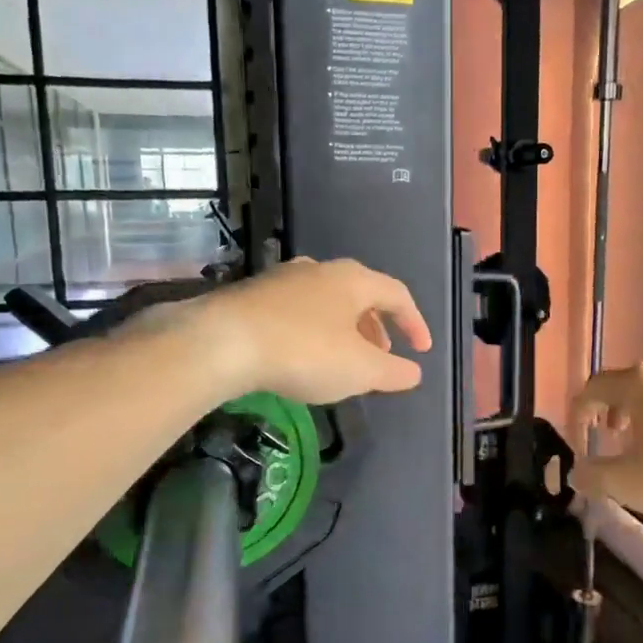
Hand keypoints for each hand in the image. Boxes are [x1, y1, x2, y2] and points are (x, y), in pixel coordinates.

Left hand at [156, 258, 430, 404]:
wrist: (221, 342)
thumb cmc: (304, 351)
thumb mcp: (359, 370)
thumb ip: (393, 372)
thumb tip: (414, 372)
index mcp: (353, 280)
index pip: (397, 294)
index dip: (414, 322)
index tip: (421, 350)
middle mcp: (320, 270)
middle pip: (360, 295)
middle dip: (376, 328)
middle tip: (380, 357)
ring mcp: (282, 279)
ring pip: (326, 302)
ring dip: (343, 330)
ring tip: (342, 360)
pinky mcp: (252, 296)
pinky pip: (297, 311)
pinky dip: (312, 332)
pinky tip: (301, 357)